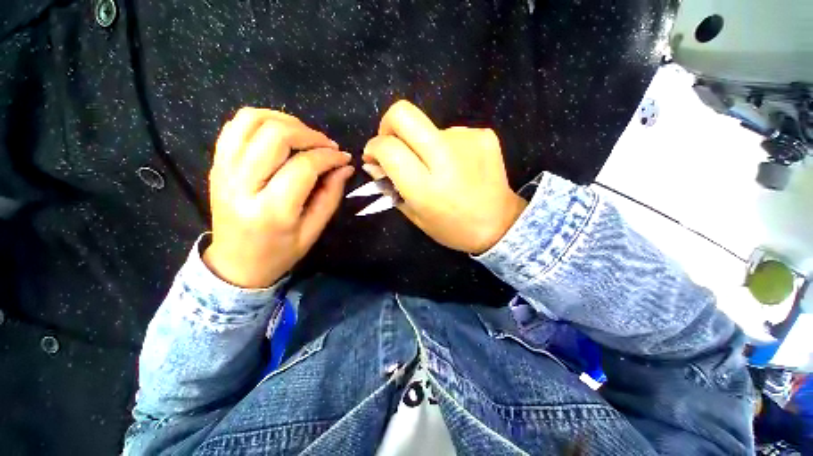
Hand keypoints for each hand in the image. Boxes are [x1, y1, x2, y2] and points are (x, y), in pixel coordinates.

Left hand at [204, 107, 353, 287]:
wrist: (235, 263)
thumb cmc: (279, 253)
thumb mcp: (312, 231)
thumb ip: (330, 196)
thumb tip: (345, 167)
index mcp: (271, 210)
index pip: (304, 166)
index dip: (329, 157)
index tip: (344, 158)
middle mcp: (242, 184)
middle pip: (276, 135)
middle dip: (310, 134)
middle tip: (327, 146)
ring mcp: (223, 170)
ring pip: (252, 121)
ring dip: (286, 121)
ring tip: (305, 136)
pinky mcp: (217, 164)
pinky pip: (235, 125)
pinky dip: (261, 119)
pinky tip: (280, 133)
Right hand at [363, 100, 526, 253]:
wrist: (500, 224)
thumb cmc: (453, 228)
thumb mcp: (416, 216)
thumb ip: (390, 187)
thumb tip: (371, 164)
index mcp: (426, 188)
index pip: (389, 148)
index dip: (374, 147)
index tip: (374, 156)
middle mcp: (446, 158)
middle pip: (404, 114)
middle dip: (389, 125)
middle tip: (392, 143)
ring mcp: (468, 141)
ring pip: (428, 127)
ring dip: (422, 144)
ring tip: (437, 168)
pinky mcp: (484, 135)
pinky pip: (451, 133)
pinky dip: (445, 146)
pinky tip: (456, 166)